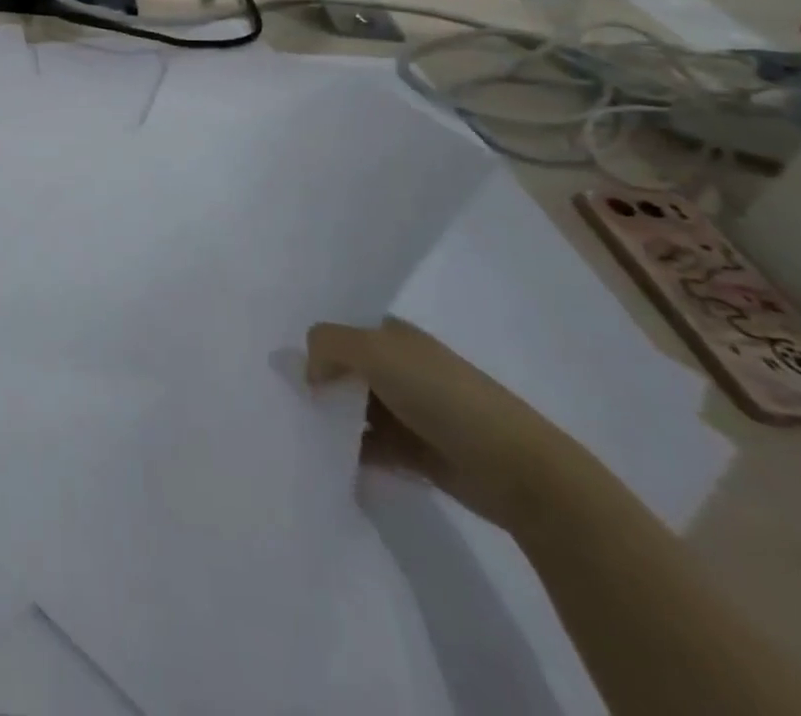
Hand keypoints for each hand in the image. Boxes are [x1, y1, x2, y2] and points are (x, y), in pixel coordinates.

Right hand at [306, 317, 598, 533]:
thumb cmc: (444, 396)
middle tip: (285, 401)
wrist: (517, 469)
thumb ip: (329, 345)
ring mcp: (406, 410)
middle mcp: (398, 366)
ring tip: (298, 432)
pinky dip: (347, 451)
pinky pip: (367, 445)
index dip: (314, 345)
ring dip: (329, 419)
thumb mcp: (376, 351)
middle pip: (342, 369)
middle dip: (316, 382)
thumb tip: (309, 373)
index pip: (339, 330)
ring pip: (351, 408)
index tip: (283, 366)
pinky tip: (326, 458)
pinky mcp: (413, 451)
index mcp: (392, 334)